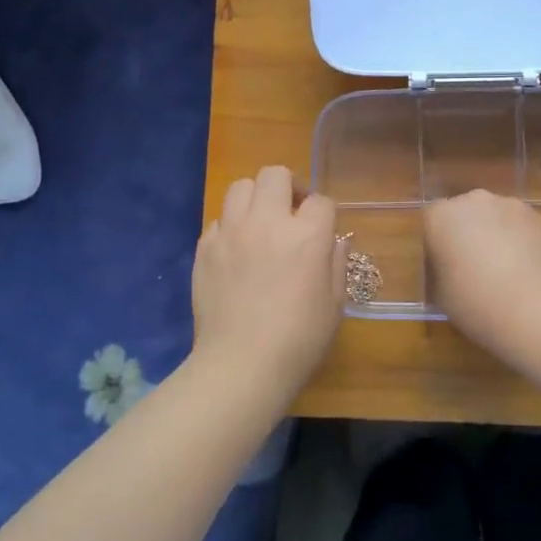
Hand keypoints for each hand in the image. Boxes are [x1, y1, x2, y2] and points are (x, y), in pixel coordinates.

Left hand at [191, 167, 343, 396]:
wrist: (241, 366)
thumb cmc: (299, 341)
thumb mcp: (335, 304)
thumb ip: (336, 264)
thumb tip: (333, 242)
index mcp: (306, 236)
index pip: (320, 201)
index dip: (324, 214)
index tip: (322, 231)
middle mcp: (267, 222)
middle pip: (276, 174)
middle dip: (288, 187)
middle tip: (290, 213)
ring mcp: (231, 232)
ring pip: (241, 187)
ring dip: (255, 199)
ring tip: (260, 223)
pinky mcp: (205, 248)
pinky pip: (218, 220)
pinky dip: (230, 227)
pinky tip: (236, 251)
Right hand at [423, 190, 540, 361]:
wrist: (532, 310)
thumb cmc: (474, 302)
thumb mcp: (440, 292)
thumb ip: (441, 268)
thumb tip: (451, 267)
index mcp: (441, 216)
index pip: (431, 221)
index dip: (437, 243)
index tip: (444, 266)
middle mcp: (473, 201)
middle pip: (465, 212)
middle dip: (467, 232)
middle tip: (472, 266)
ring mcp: (509, 205)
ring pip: (495, 216)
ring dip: (495, 233)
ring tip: (504, 269)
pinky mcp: (538, 218)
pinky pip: (520, 225)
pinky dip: (520, 239)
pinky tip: (525, 268)